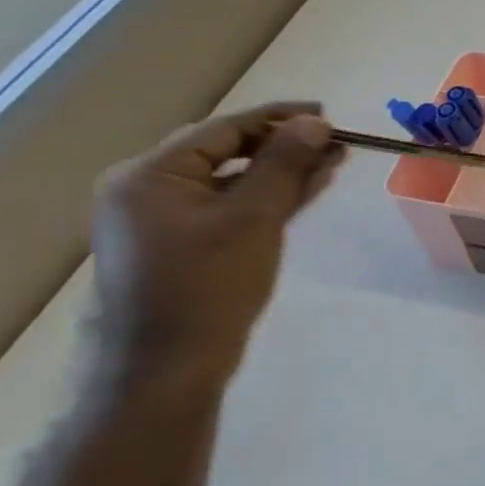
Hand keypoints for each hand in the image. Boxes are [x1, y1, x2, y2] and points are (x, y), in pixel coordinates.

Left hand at [91, 102, 342, 391]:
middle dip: (285, 145)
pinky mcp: (183, 247)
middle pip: (227, 152)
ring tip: (333, 161)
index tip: (328, 115)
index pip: (224, 130)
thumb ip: (284, 164)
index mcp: (150, 176)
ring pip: (233, 181)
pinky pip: (230, 207)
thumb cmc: (207, 286)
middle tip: (336, 141)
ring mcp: (163, 221)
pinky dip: (267, 197)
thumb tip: (314, 122)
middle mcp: (148, 191)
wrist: (166, 370)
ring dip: (282, 171)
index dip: (279, 119)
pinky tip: (307, 189)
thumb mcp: (253, 218)